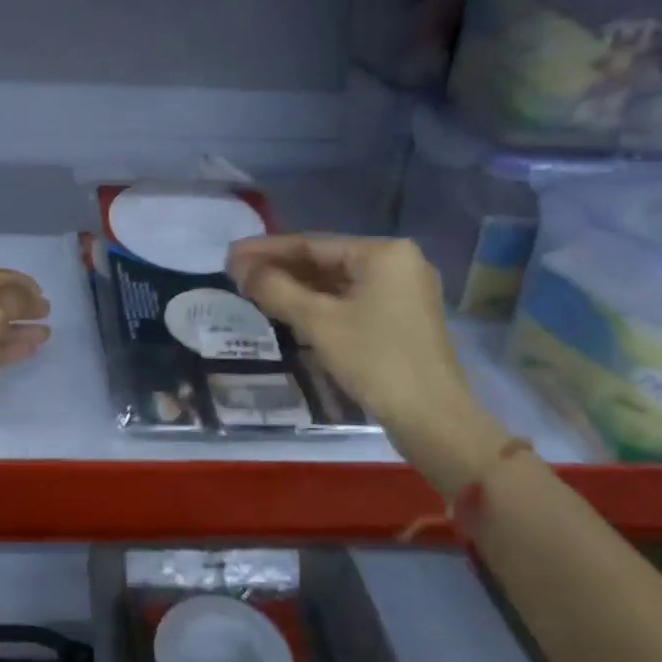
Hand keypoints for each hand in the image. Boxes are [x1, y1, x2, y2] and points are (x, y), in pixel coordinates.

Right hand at [227, 235, 508, 491]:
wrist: (432, 418)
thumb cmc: (375, 360)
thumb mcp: (317, 322)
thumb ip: (274, 289)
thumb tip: (238, 267)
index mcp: (383, 253)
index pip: (312, 243)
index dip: (266, 249)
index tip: (229, 254)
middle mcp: (398, 263)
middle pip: (325, 259)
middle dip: (280, 268)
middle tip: (236, 274)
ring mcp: (402, 291)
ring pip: (337, 281)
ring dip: (296, 286)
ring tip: (254, 290)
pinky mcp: (400, 318)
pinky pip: (350, 300)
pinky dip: (318, 303)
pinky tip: (288, 308)